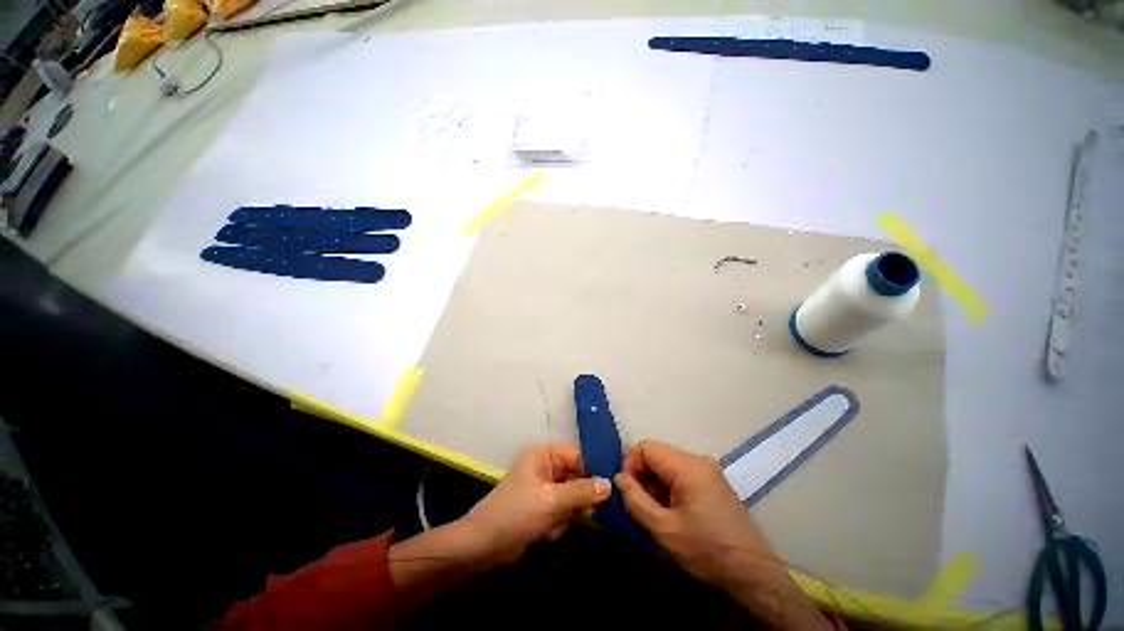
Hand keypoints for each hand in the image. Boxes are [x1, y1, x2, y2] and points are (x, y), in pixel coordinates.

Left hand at [460, 445, 610, 565]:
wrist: (483, 547)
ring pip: (572, 498)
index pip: (578, 456)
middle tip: (579, 513)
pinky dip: (557, 524)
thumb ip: (582, 491)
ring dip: (565, 515)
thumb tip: (609, 484)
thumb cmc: (516, 514)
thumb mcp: (551, 501)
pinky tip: (545, 533)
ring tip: (551, 525)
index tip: (613, 486)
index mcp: (544, 455)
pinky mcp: (542, 507)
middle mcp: (545, 467)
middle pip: (577, 478)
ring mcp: (544, 488)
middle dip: (577, 499)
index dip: (595, 469)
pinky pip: (562, 512)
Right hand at [614, 440, 774, 586]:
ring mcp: (707, 470)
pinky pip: (680, 474)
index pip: (646, 447)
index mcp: (687, 466)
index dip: (630, 464)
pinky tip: (669, 511)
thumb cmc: (707, 549)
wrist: (753, 572)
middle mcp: (697, 460)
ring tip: (653, 511)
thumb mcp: (664, 529)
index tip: (628, 491)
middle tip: (638, 504)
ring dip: (654, 483)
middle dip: (642, 475)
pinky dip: (668, 487)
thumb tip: (618, 478)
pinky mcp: (711, 481)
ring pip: (667, 465)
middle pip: (657, 454)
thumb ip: (635, 500)